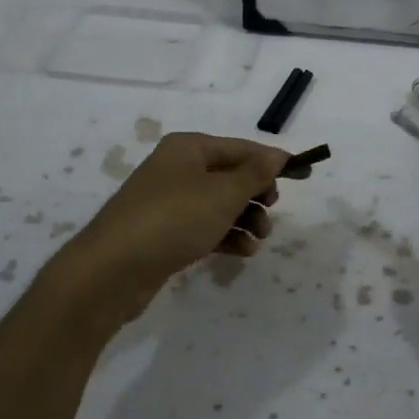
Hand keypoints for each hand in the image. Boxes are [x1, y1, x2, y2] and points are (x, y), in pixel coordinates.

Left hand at [57, 132, 292, 322]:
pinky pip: (205, 227)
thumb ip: (255, 173)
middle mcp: (178, 169)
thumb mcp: (223, 193)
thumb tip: (278, 155)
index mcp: (189, 148)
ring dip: (245, 219)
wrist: (111, 271)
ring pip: (220, 204)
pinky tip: (243, 252)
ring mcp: (169, 202)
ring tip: (258, 239)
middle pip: (231, 175)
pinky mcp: (165, 233)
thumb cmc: (173, 219)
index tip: (306, 174)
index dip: (274, 161)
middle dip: (257, 194)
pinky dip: (226, 236)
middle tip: (270, 210)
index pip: (242, 148)